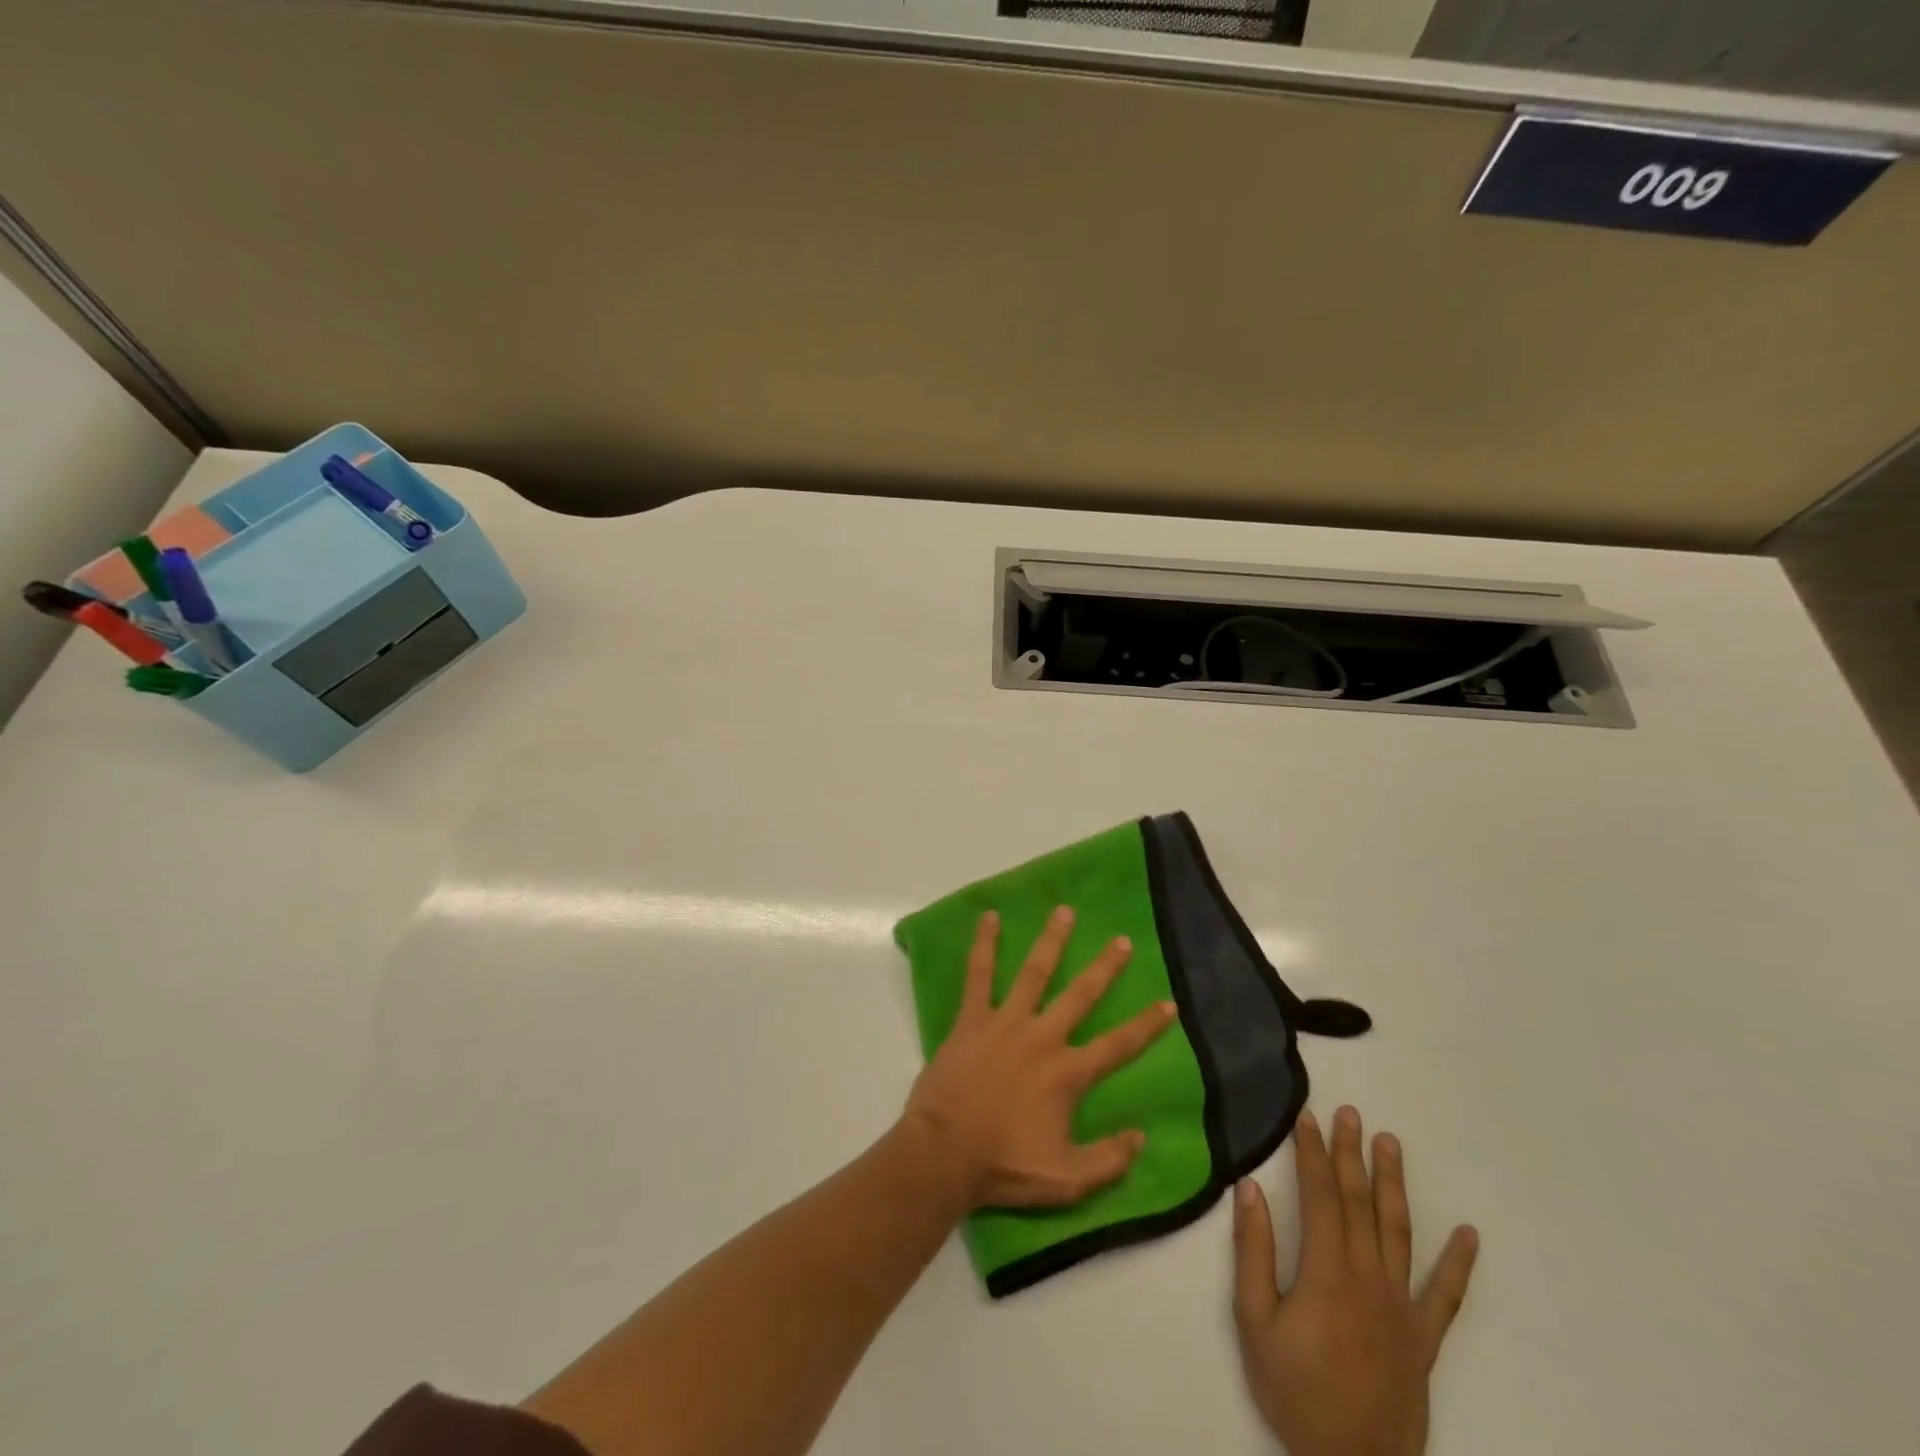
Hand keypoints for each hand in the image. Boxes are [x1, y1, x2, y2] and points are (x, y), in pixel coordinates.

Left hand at [902, 906, 1178, 1210]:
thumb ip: (1109, 1160)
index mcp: (1067, 1073)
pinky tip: (988, 917)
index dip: (1147, 1025)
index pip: (1118, 1045)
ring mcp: (1006, 1022)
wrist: (944, 1153)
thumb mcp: (1067, 1180)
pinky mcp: (972, 1018)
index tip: (1169, 1002)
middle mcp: (1042, 1037)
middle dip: (1105, 967)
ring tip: (1064, 911)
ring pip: (1034, 972)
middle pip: (1080, 995)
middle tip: (1122, 940)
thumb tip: (1142, 1137)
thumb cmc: (1004, 1167)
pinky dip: (984, 945)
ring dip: (1051, 941)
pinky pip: (978, 974)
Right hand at [1232, 1106, 1477, 1455]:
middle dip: (1351, 1154)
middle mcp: (1369, 1278)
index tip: (1307, 1117)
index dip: (1311, 1152)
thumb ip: (1252, 1252)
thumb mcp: (1254, 1323)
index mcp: (1326, 1272)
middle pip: (1359, 1202)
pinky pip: (1446, 1296)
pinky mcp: (1424, 1339)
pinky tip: (1469, 1235)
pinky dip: (1458, 1263)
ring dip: (1394, 1184)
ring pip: (1399, 1231)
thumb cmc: (1294, 1392)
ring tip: (1391, 1143)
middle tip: (1350, 1113)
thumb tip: (1251, 1189)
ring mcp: (1402, 1308)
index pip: (1319, 1195)